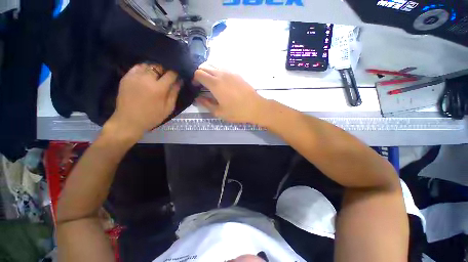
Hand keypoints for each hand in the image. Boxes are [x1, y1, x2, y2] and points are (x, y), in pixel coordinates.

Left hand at [104, 64, 180, 141]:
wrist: (129, 121)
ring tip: (156, 76)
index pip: (171, 74)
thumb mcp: (168, 108)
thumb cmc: (152, 116)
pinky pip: (137, 67)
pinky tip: (146, 76)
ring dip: (154, 69)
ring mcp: (135, 77)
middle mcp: (146, 79)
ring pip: (148, 65)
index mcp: (159, 88)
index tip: (177, 76)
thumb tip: (179, 81)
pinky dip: (143, 69)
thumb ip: (174, 93)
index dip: (175, 74)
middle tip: (166, 78)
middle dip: (164, 71)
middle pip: (158, 67)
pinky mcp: (126, 77)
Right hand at [194, 65, 267, 123]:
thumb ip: (206, 104)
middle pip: (205, 66)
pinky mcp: (237, 73)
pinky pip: (223, 67)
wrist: (255, 107)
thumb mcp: (219, 112)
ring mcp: (230, 72)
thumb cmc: (237, 112)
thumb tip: (198, 98)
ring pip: (214, 64)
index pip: (198, 73)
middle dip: (199, 73)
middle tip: (201, 84)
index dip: (194, 78)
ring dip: (208, 71)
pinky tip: (221, 81)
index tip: (196, 86)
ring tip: (210, 82)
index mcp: (215, 84)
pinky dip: (217, 71)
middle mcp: (221, 74)